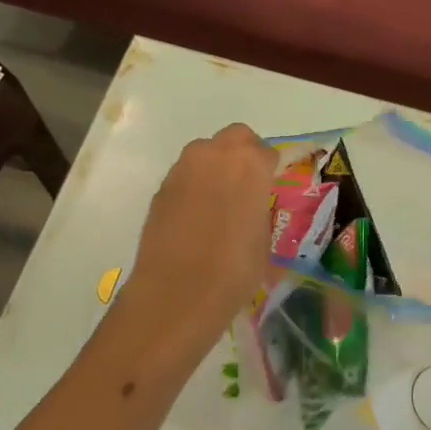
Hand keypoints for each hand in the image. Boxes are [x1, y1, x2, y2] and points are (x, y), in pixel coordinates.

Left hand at [113, 123, 276, 360]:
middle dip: (242, 154)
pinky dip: (193, 186)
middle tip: (245, 185)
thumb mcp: (263, 239)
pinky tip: (195, 217)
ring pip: (205, 152)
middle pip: (235, 137)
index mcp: (250, 164)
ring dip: (214, 166)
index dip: (269, 170)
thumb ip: (258, 209)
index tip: (268, 190)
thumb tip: (250, 206)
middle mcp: (215, 155)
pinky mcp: (161, 187)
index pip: (266, 152)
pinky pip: (185, 175)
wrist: (177, 292)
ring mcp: (184, 168)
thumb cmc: (234, 269)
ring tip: (217, 202)